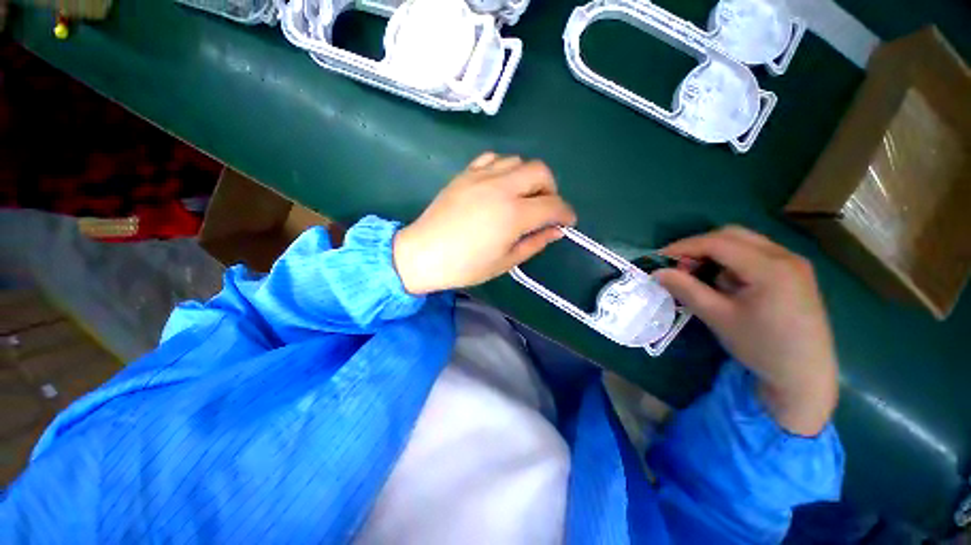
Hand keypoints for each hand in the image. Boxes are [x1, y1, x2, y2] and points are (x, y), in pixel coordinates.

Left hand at [393, 153, 576, 294]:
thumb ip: (534, 243)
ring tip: (523, 197)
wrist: (423, 254)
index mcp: (513, 214)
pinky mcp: (465, 174)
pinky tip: (500, 185)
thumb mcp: (505, 261)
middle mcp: (501, 188)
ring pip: (518, 161)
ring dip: (529, 177)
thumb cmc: (465, 266)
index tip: (567, 222)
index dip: (566, 213)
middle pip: (540, 172)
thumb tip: (556, 231)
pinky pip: (493, 159)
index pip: (552, 205)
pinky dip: (505, 168)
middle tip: (545, 208)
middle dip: (551, 189)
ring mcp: (481, 177)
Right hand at [653, 227, 837, 435]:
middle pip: (732, 236)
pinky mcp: (794, 274)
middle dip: (699, 247)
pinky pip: (755, 255)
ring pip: (744, 243)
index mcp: (770, 267)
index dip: (684, 247)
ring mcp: (793, 264)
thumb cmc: (762, 347)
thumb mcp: (718, 318)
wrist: (805, 376)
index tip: (659, 258)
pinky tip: (727, 285)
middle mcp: (785, 256)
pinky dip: (732, 263)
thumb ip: (687, 290)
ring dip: (716, 255)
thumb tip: (658, 272)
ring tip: (701, 278)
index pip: (717, 243)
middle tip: (678, 267)